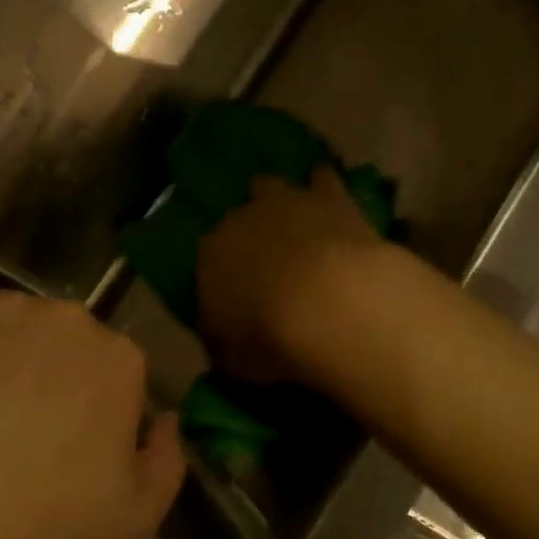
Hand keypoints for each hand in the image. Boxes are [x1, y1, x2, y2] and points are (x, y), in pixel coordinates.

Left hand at [0, 287, 184, 538]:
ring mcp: (2, 307)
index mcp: (119, 360)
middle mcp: (68, 319)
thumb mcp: (135, 525)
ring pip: (6, 328)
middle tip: (8, 435)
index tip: (63, 451)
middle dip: (45, 377)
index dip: (89, 412)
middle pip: (60, 342)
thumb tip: (166, 420)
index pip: (113, 372)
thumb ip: (166, 460)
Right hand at [196, 167, 383, 379]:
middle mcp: (242, 218)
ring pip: (272, 186)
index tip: (235, 293)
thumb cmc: (272, 338)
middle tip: (266, 257)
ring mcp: (286, 202)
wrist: (331, 303)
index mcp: (211, 254)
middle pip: (238, 216)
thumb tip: (222, 341)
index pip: (207, 258)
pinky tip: (329, 191)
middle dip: (249, 232)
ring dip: (279, 199)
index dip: (221, 273)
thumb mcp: (234, 360)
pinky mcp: (330, 196)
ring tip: (291, 216)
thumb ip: (224, 344)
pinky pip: (323, 178)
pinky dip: (323, 183)